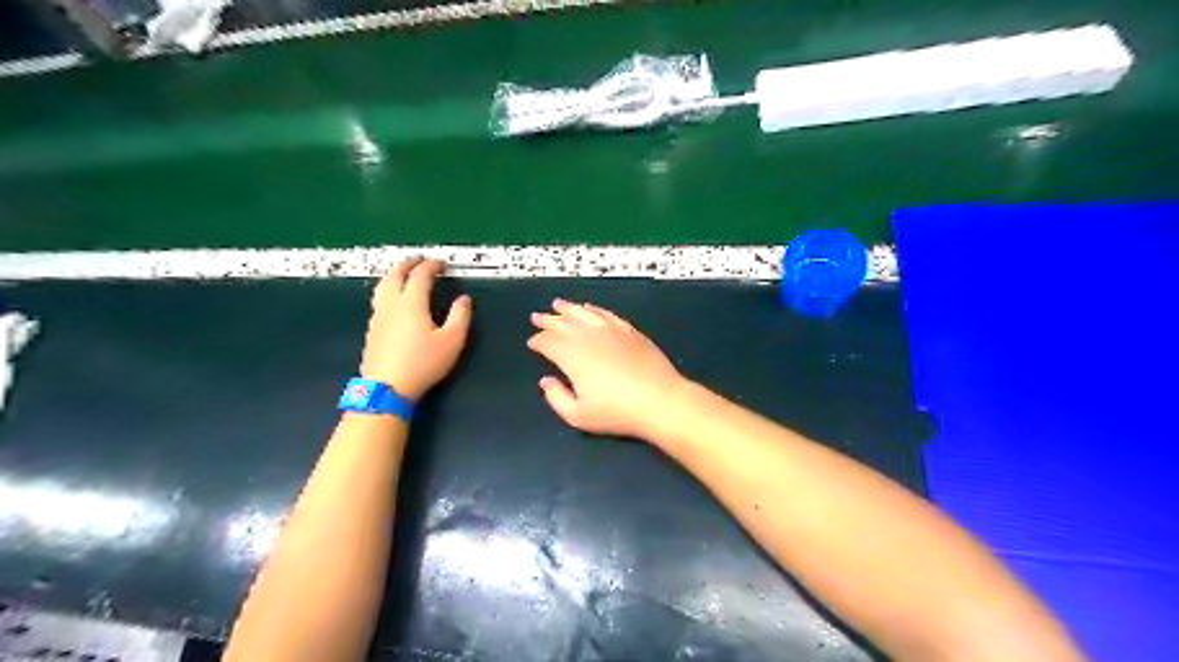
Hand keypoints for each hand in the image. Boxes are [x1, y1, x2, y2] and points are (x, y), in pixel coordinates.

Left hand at [361, 260, 472, 400]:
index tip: (442, 264)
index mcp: (412, 303)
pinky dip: (388, 290)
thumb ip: (460, 317)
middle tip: (419, 260)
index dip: (431, 266)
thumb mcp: (452, 341)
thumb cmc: (423, 363)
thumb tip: (464, 300)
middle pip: (395, 275)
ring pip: (382, 286)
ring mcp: (378, 317)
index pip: (420, 275)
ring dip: (394, 275)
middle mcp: (391, 305)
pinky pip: (379, 300)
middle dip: (408, 264)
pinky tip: (393, 300)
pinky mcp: (372, 330)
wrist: (386, 388)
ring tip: (402, 274)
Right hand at [529, 301, 688, 438]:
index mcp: (571, 356)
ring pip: (583, 313)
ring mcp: (610, 330)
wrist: (659, 400)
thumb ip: (556, 398)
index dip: (538, 341)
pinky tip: (589, 308)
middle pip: (563, 323)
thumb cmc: (616, 412)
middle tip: (537, 317)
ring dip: (568, 308)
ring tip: (557, 304)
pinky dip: (594, 309)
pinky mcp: (629, 330)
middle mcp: (588, 337)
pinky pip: (605, 314)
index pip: (548, 342)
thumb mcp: (578, 416)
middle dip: (548, 320)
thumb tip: (546, 380)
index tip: (532, 342)